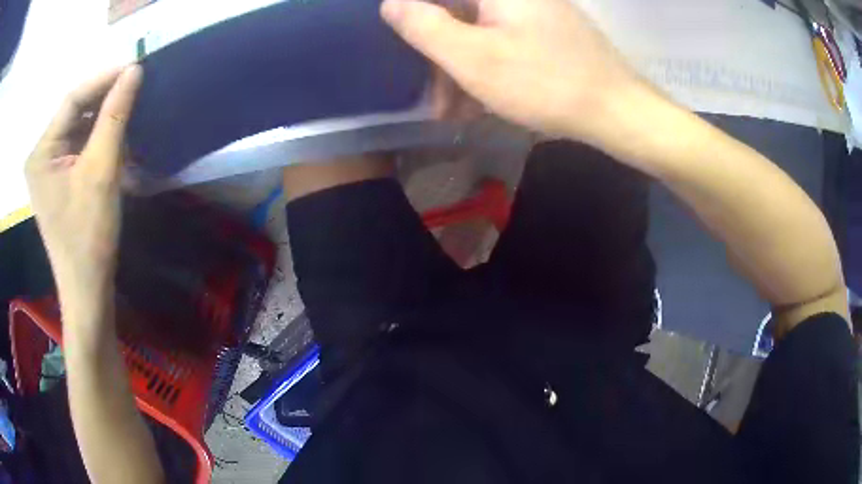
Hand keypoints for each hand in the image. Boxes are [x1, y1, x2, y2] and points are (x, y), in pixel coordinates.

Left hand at [25, 66, 142, 321]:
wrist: (87, 287)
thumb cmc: (88, 234)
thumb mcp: (101, 170)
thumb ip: (115, 116)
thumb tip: (133, 71)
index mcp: (41, 153)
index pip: (72, 100)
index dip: (103, 80)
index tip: (135, 68)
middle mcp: (41, 156)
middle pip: (74, 114)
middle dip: (104, 102)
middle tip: (135, 91)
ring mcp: (48, 169)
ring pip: (79, 129)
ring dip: (104, 122)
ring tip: (129, 115)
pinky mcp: (59, 181)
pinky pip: (79, 148)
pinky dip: (99, 141)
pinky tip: (116, 141)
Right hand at [381, 0, 640, 140]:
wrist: (617, 111)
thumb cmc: (545, 83)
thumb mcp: (473, 58)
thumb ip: (424, 26)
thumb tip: (390, 3)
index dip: (416, 15)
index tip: (409, 47)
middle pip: (458, 10)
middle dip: (439, 52)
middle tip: (434, 97)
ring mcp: (534, 8)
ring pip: (479, 28)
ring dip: (461, 66)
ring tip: (455, 111)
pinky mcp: (546, 28)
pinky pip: (502, 37)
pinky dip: (487, 64)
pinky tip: (481, 100)